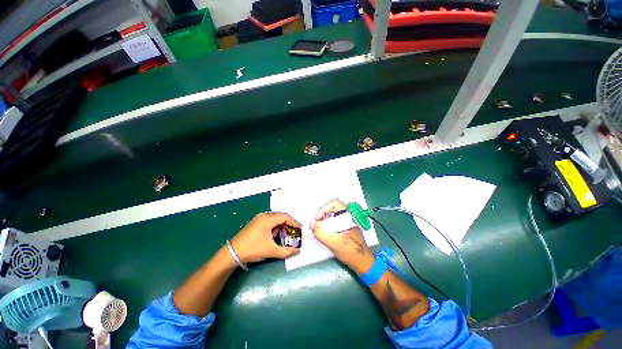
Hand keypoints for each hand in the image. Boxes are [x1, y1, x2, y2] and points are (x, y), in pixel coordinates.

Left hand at [231, 212, 300, 263]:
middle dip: (289, 223)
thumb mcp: (271, 251)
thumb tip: (298, 251)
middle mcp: (263, 216)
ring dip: (282, 225)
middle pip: (280, 216)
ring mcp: (258, 219)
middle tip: (295, 231)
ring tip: (287, 233)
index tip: (301, 228)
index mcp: (268, 219)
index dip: (294, 222)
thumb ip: (286, 251)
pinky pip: (269, 221)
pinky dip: (275, 226)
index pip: (285, 217)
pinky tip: (276, 234)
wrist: (232, 253)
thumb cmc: (253, 249)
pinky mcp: (255, 223)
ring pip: (275, 218)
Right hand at [310, 199, 373, 273]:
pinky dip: (329, 223)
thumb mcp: (334, 243)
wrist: (363, 263)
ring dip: (325, 219)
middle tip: (316, 223)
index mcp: (348, 216)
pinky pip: (336, 220)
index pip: (335, 203)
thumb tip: (311, 224)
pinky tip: (326, 232)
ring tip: (319, 228)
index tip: (317, 219)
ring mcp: (349, 222)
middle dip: (323, 213)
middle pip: (333, 207)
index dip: (323, 209)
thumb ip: (321, 233)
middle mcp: (349, 216)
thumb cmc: (350, 252)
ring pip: (334, 214)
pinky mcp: (347, 227)